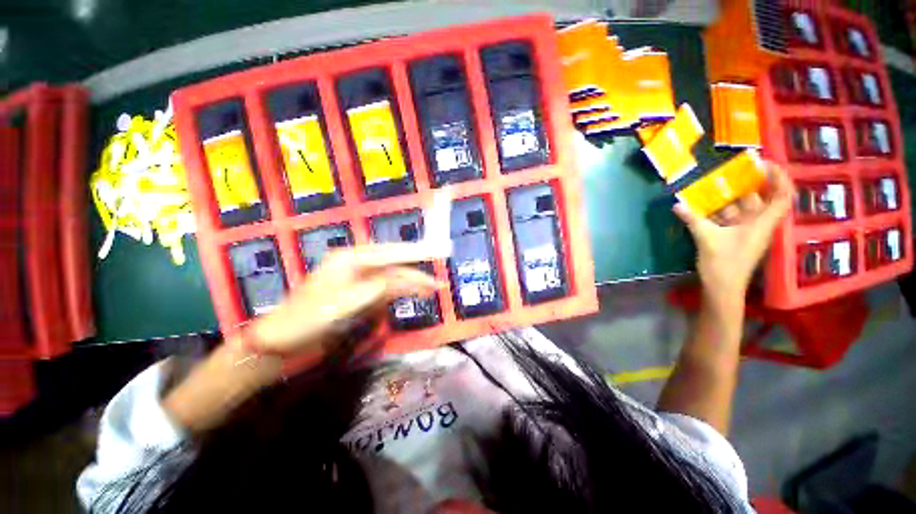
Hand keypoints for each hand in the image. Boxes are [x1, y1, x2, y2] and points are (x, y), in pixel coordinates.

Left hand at [246, 244, 443, 356]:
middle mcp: (357, 267)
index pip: (388, 254)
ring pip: (392, 280)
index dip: (413, 253)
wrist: (281, 343)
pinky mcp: (360, 297)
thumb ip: (372, 290)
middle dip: (416, 274)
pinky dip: (401, 294)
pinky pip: (386, 292)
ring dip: (411, 285)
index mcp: (349, 260)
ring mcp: (359, 282)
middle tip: (438, 282)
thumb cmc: (304, 320)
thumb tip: (398, 280)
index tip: (433, 252)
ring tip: (432, 291)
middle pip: (393, 267)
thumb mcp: (340, 304)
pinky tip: (413, 296)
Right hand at [673, 162, 794, 311]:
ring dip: (727, 199)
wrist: (722, 289)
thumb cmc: (723, 265)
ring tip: (711, 187)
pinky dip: (718, 212)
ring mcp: (745, 232)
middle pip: (759, 199)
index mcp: (762, 223)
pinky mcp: (733, 238)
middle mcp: (758, 225)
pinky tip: (702, 207)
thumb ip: (693, 219)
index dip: (779, 177)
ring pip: (741, 209)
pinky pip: (729, 219)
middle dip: (746, 184)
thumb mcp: (707, 239)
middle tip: (730, 171)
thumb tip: (677, 204)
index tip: (764, 164)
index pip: (782, 196)